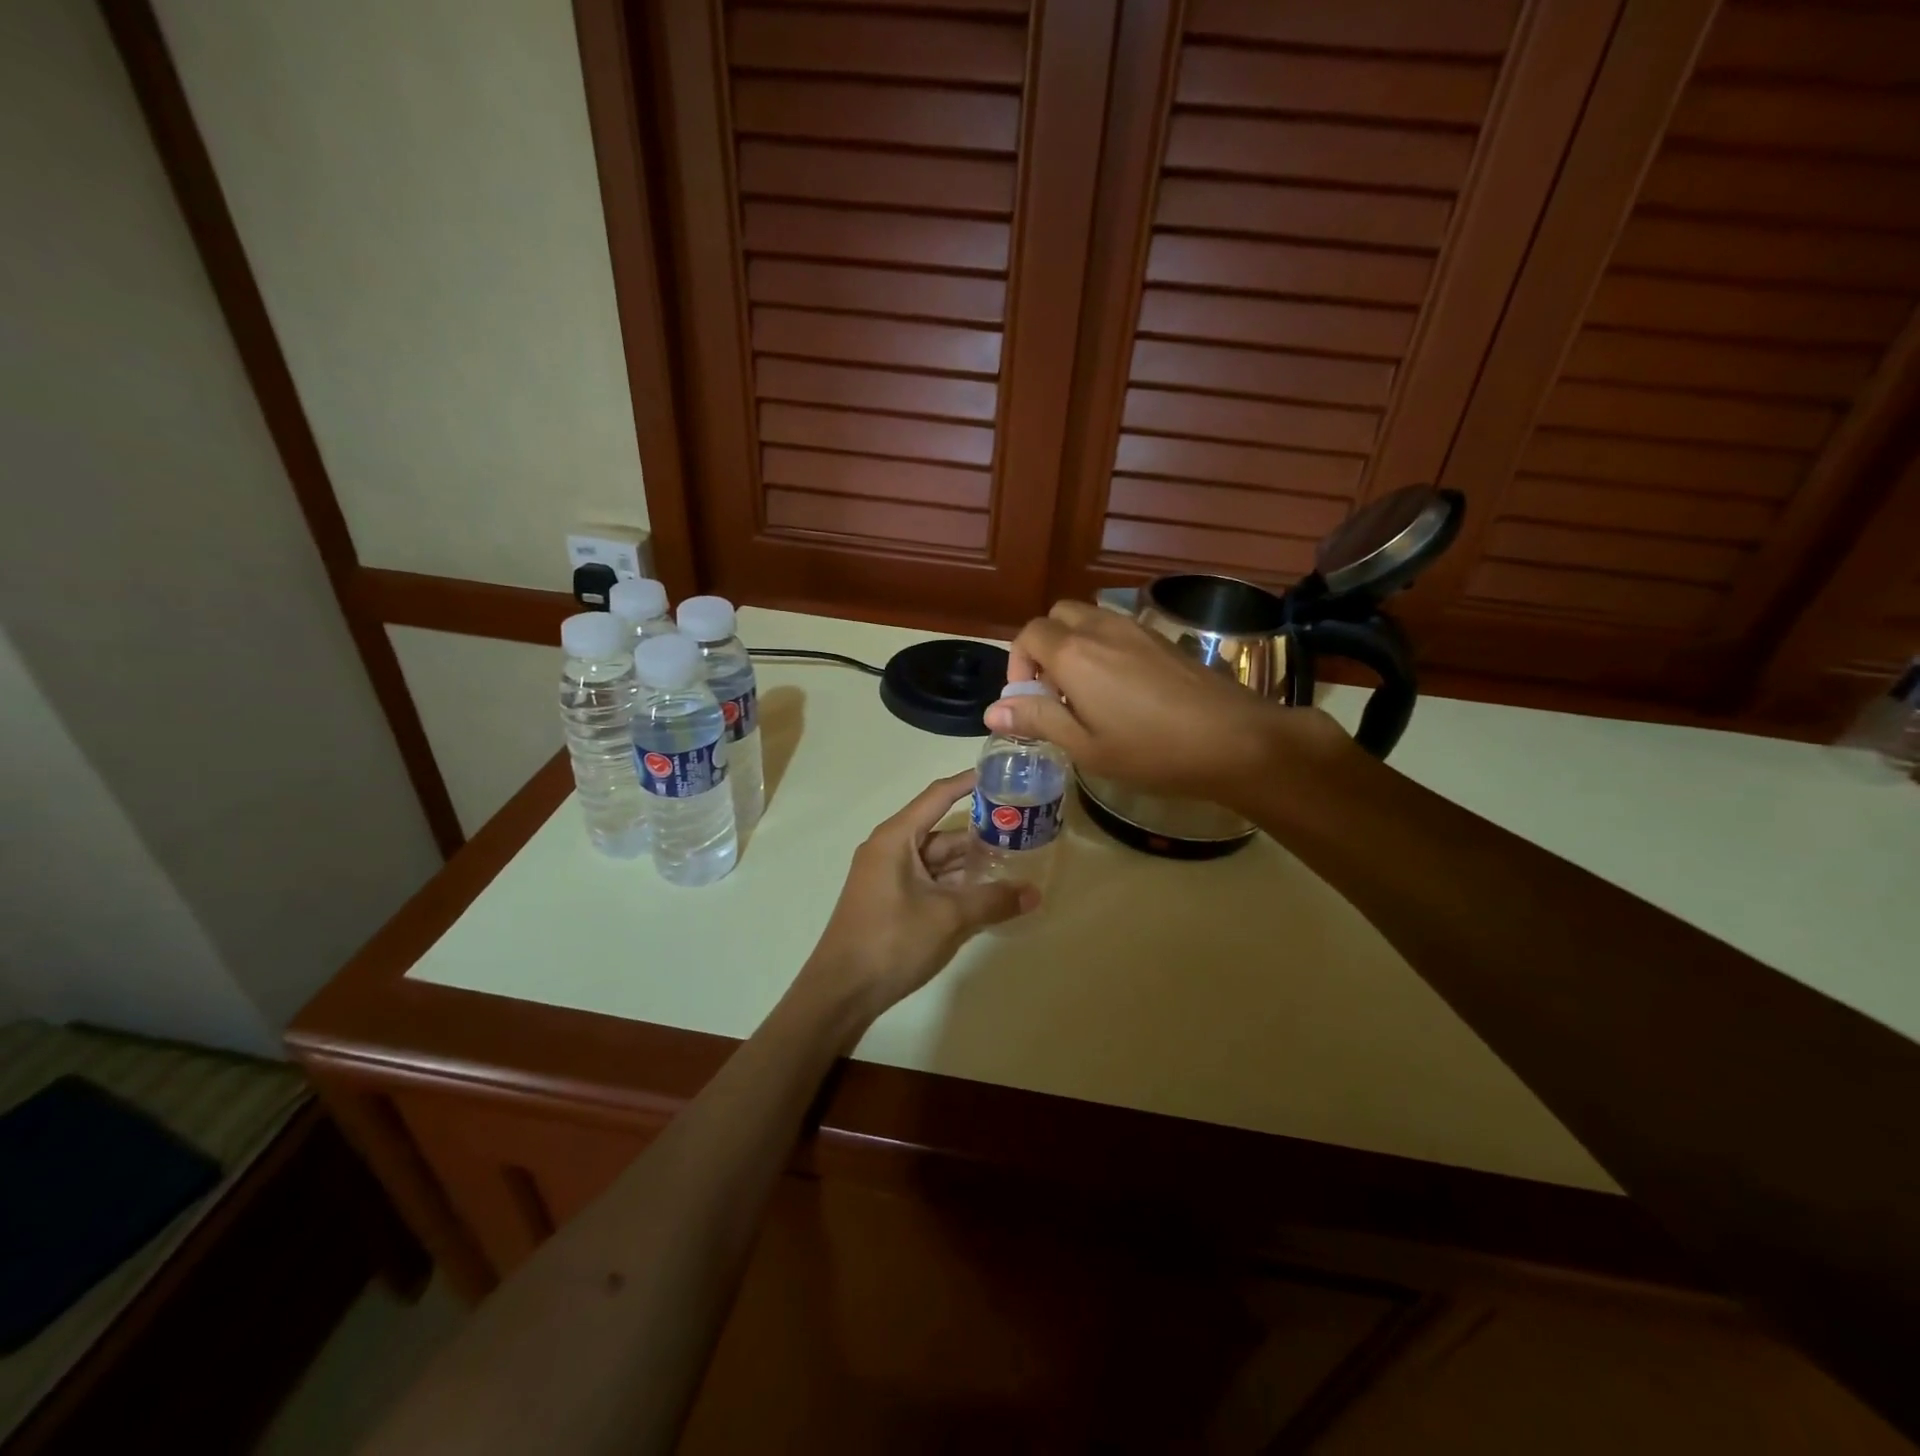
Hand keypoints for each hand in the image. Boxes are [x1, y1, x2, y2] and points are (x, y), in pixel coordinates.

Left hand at [795, 771, 1036, 1030]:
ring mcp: (889, 877)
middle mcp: (890, 850)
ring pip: (938, 860)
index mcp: (896, 838)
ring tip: (1014, 861)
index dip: (968, 783)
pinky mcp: (892, 901)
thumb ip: (992, 901)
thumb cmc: (891, 941)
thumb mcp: (948, 917)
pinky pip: (930, 882)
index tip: (1001, 773)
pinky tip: (987, 893)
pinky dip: (956, 884)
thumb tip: (1034, 894)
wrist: (841, 992)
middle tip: (1022, 828)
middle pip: (942, 831)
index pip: (937, 796)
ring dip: (971, 862)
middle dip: (980, 831)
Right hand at [985, 601, 1349, 805]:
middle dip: (1043, 647)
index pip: (1028, 635)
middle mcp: (1101, 628)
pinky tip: (1121, 689)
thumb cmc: (1151, 751)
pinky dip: (1102, 647)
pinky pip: (1116, 628)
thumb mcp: (1085, 747)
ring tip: (1085, 692)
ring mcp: (1136, 629)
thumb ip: (1038, 720)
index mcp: (1074, 654)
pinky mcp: (1162, 639)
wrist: (1235, 739)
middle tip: (1053, 691)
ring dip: (1073, 645)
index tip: (1028, 701)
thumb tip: (992, 711)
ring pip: (1088, 618)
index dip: (1018, 665)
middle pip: (1057, 616)